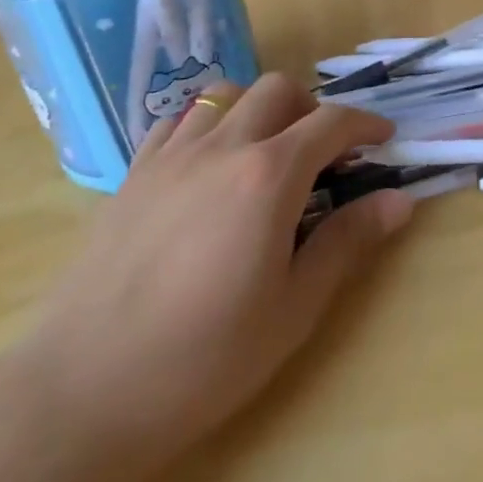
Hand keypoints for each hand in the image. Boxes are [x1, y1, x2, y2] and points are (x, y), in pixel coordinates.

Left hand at [4, 75, 406, 479]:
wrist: (83, 392)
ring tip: (267, 152)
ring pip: (225, 94)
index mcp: (269, 175)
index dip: (365, 124)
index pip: (331, 122)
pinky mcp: (132, 175)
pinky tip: (208, 165)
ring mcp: (171, 156)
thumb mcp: (294, 307)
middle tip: (324, 152)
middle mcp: (223, 146)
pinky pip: (178, 121)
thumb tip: (399, 199)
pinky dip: (207, 124)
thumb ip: (348, 242)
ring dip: (259, 109)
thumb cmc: (205, 358)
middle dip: (312, 108)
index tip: (383, 139)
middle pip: (278, 90)